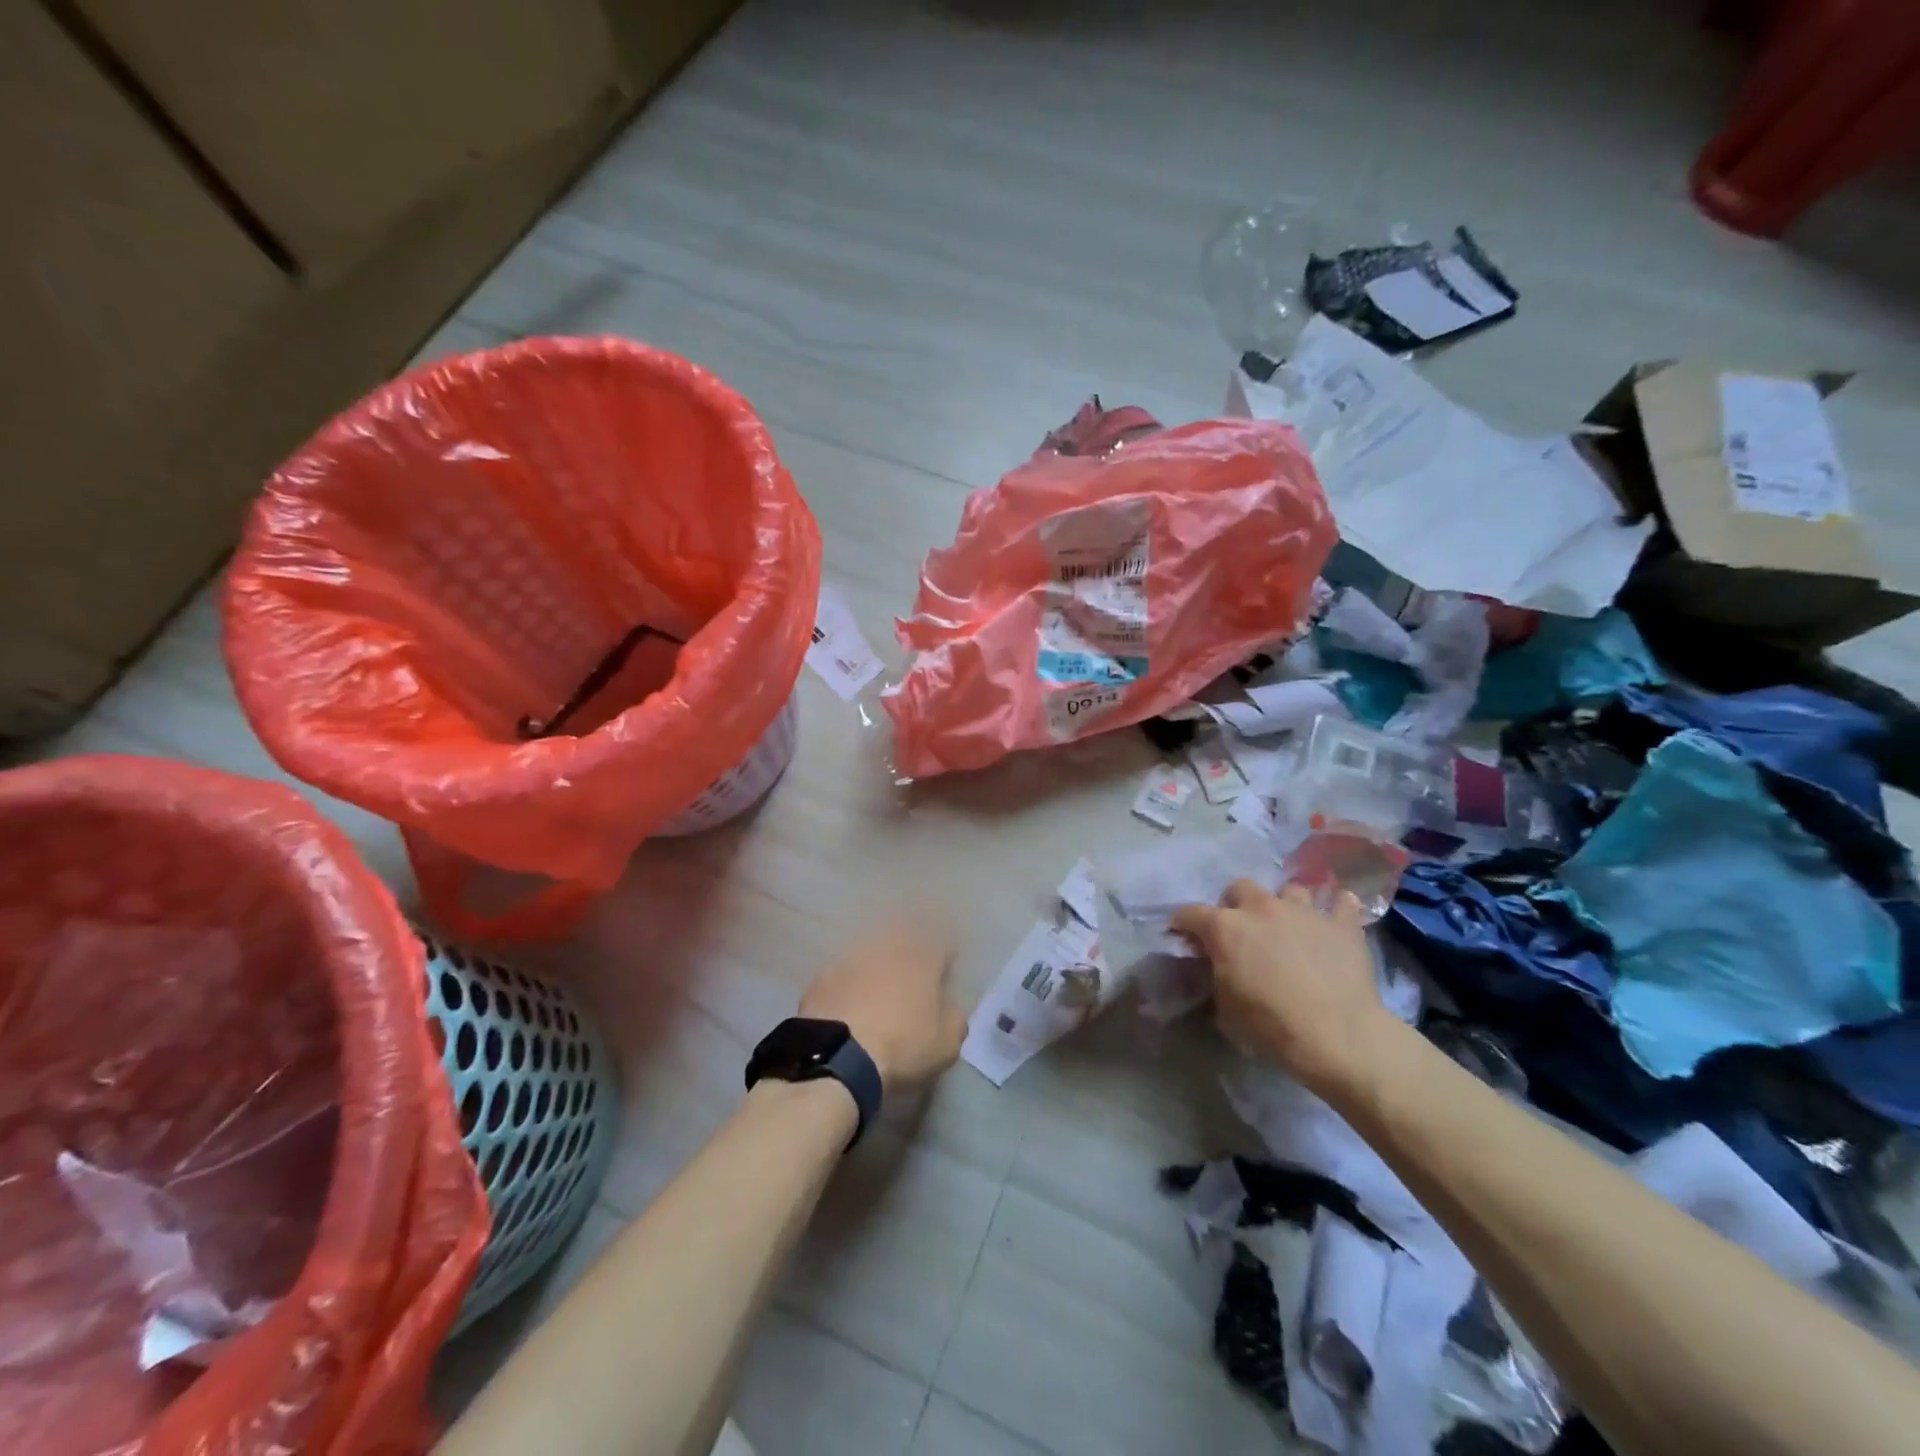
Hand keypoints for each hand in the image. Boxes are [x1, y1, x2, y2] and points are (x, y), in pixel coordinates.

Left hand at [799, 918, 966, 1090]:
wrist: (837, 1056)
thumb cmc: (902, 1045)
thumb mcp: (946, 1043)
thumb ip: (954, 1018)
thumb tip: (948, 1008)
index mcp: (922, 957)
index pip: (942, 942)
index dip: (945, 958)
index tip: (944, 975)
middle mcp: (887, 946)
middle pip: (904, 940)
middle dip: (909, 955)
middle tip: (910, 981)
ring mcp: (851, 957)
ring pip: (870, 952)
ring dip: (876, 967)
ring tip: (876, 993)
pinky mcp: (822, 975)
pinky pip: (842, 973)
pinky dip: (847, 984)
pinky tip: (846, 1005)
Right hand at [1171, 881, 1392, 1094]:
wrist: (1337, 1035)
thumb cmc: (1271, 1025)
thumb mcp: (1225, 1007)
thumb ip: (1217, 976)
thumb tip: (1219, 968)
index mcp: (1225, 928)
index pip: (1190, 913)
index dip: (1183, 923)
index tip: (1183, 934)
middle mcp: (1261, 908)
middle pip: (1239, 887)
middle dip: (1236, 903)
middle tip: (1242, 929)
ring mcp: (1304, 911)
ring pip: (1290, 889)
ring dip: (1285, 905)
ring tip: (1289, 925)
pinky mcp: (1342, 924)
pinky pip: (1342, 903)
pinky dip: (1337, 909)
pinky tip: (1336, 917)